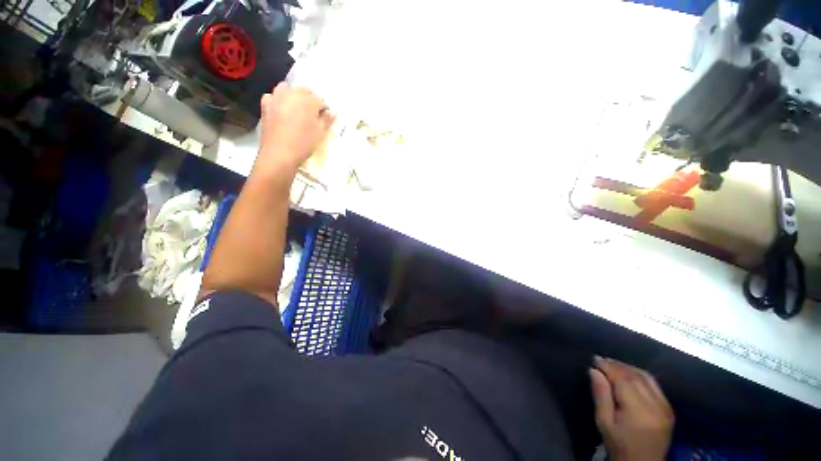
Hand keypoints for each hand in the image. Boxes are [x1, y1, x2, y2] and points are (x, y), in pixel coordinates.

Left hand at [256, 82, 334, 173]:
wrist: (279, 154)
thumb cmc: (303, 143)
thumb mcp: (320, 133)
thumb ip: (327, 120)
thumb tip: (333, 112)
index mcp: (307, 100)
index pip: (320, 100)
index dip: (324, 110)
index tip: (324, 120)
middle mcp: (291, 93)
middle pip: (304, 91)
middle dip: (310, 101)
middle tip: (312, 116)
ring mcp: (275, 97)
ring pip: (287, 89)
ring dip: (294, 97)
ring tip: (297, 111)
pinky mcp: (265, 105)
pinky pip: (273, 97)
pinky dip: (278, 100)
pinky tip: (281, 111)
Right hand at [590, 356, 674, 460]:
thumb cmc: (618, 445)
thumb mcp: (604, 422)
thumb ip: (601, 395)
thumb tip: (594, 370)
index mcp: (639, 411)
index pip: (623, 379)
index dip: (608, 367)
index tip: (594, 359)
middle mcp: (656, 405)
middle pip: (635, 376)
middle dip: (617, 365)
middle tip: (600, 360)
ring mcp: (665, 407)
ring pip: (646, 377)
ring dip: (628, 368)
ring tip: (612, 364)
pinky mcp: (668, 408)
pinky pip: (654, 384)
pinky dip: (639, 375)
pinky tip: (628, 374)